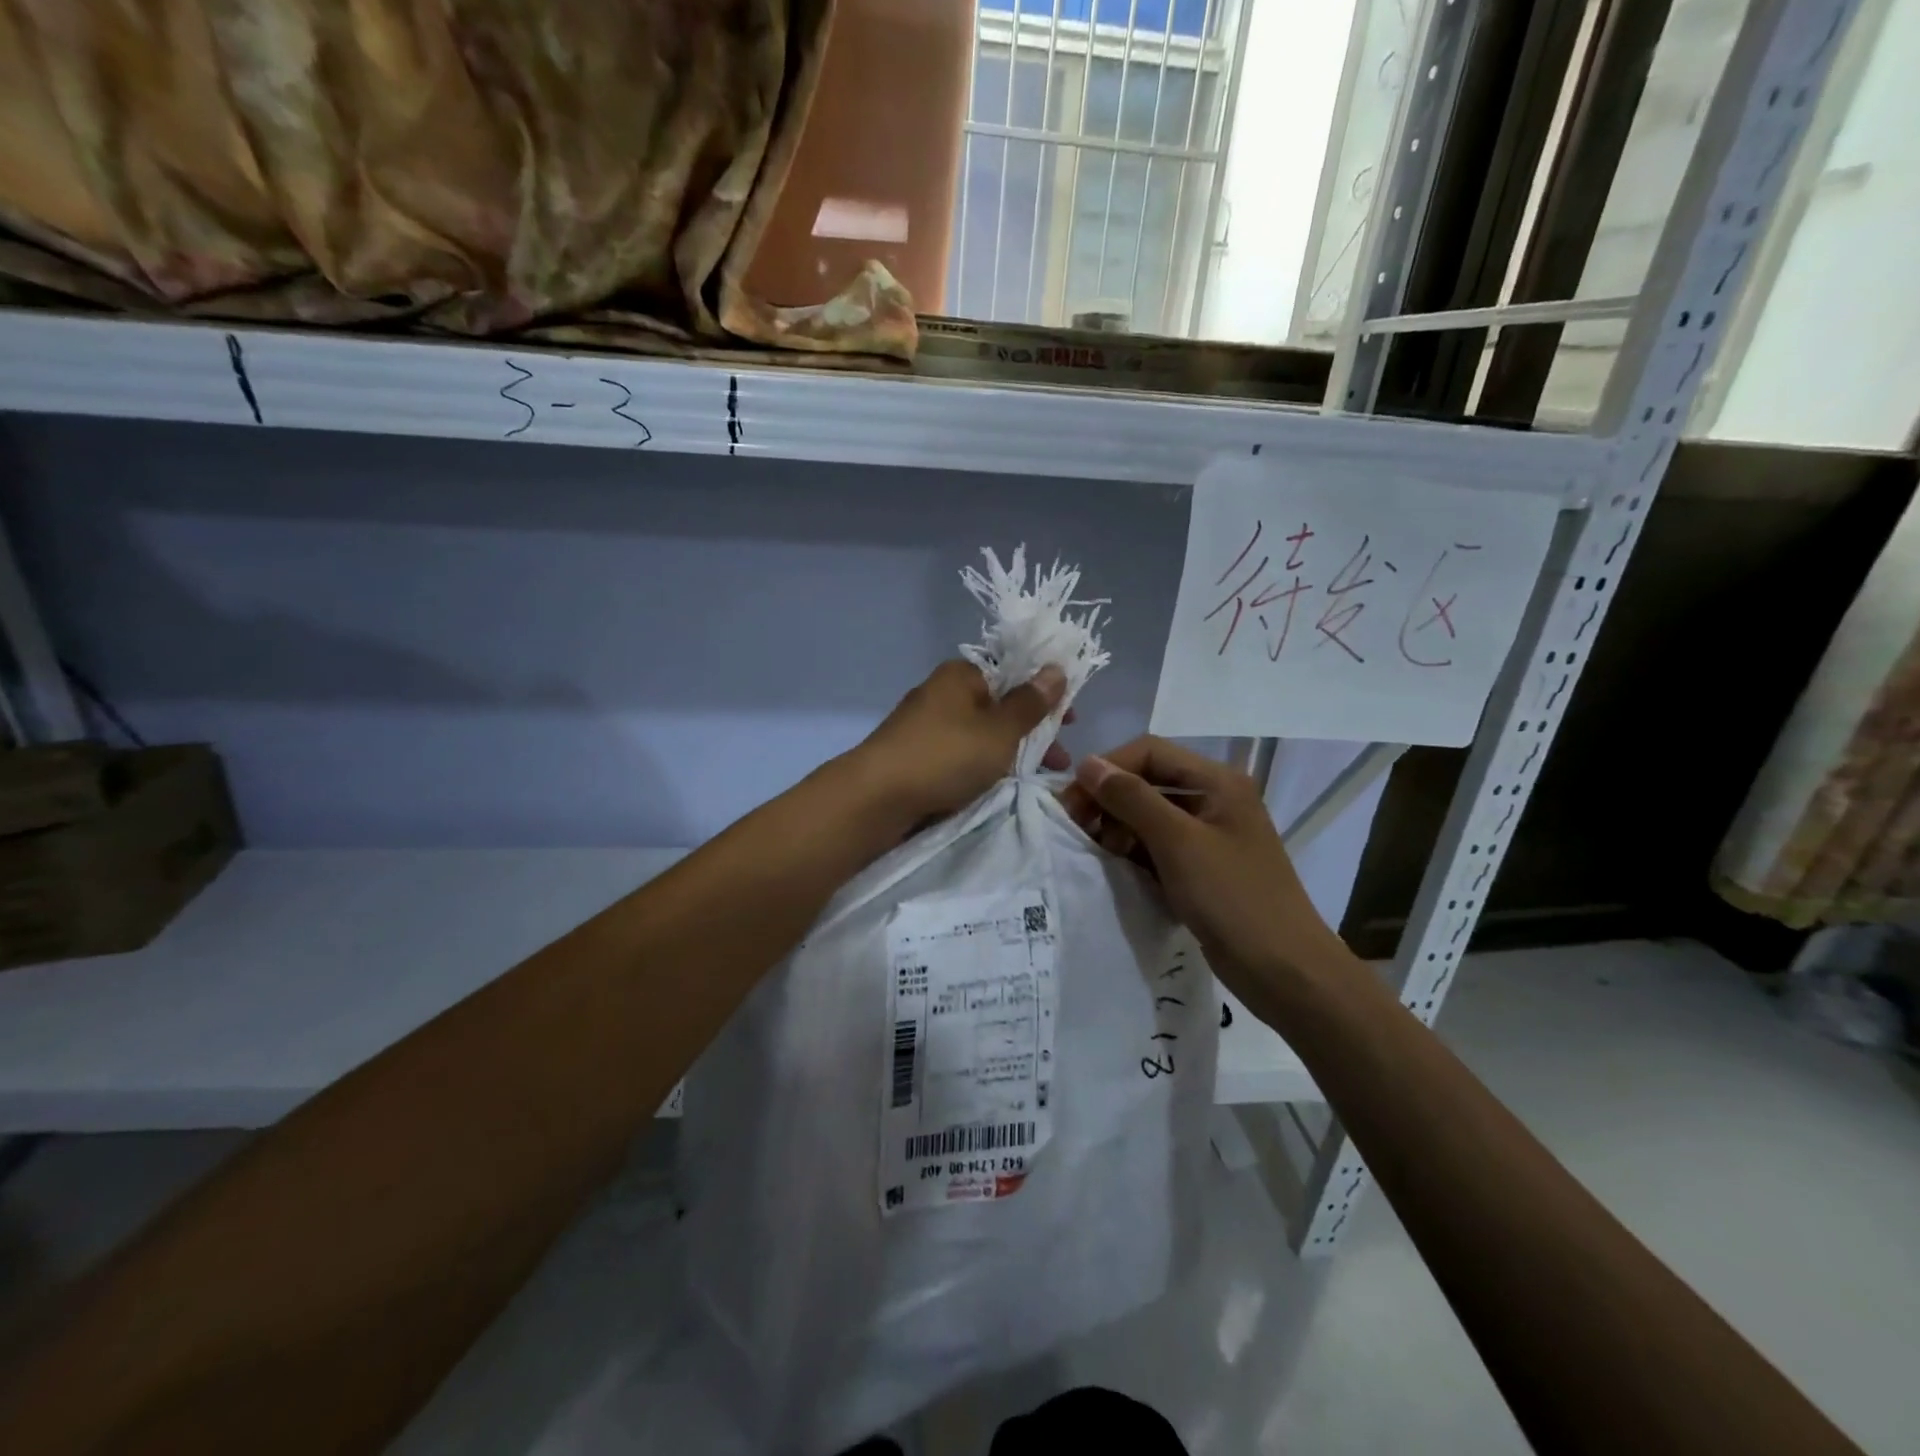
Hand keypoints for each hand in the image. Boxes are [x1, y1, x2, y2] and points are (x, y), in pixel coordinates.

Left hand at [848, 660, 1070, 827]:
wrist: (877, 797)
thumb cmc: (946, 755)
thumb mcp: (999, 730)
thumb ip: (1030, 703)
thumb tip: (1055, 668)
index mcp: (961, 675)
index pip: (1012, 673)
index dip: (1044, 695)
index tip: (1070, 722)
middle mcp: (942, 693)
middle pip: (998, 706)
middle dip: (1032, 731)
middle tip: (1059, 759)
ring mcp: (926, 726)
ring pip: (981, 734)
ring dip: (1011, 752)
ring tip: (1038, 778)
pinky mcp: (916, 756)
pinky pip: (961, 755)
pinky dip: (983, 766)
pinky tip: (999, 785)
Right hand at [1060, 736, 1349, 1004]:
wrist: (1284, 970)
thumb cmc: (1233, 898)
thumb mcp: (1177, 842)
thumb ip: (1132, 798)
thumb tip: (1088, 764)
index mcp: (1218, 781)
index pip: (1149, 752)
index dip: (1108, 768)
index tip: (1073, 800)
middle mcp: (1215, 798)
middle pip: (1149, 781)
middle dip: (1110, 800)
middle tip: (1078, 829)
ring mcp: (1210, 834)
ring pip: (1150, 814)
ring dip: (1119, 827)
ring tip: (1101, 853)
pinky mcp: (1204, 866)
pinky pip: (1159, 845)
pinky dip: (1136, 851)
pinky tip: (1119, 869)